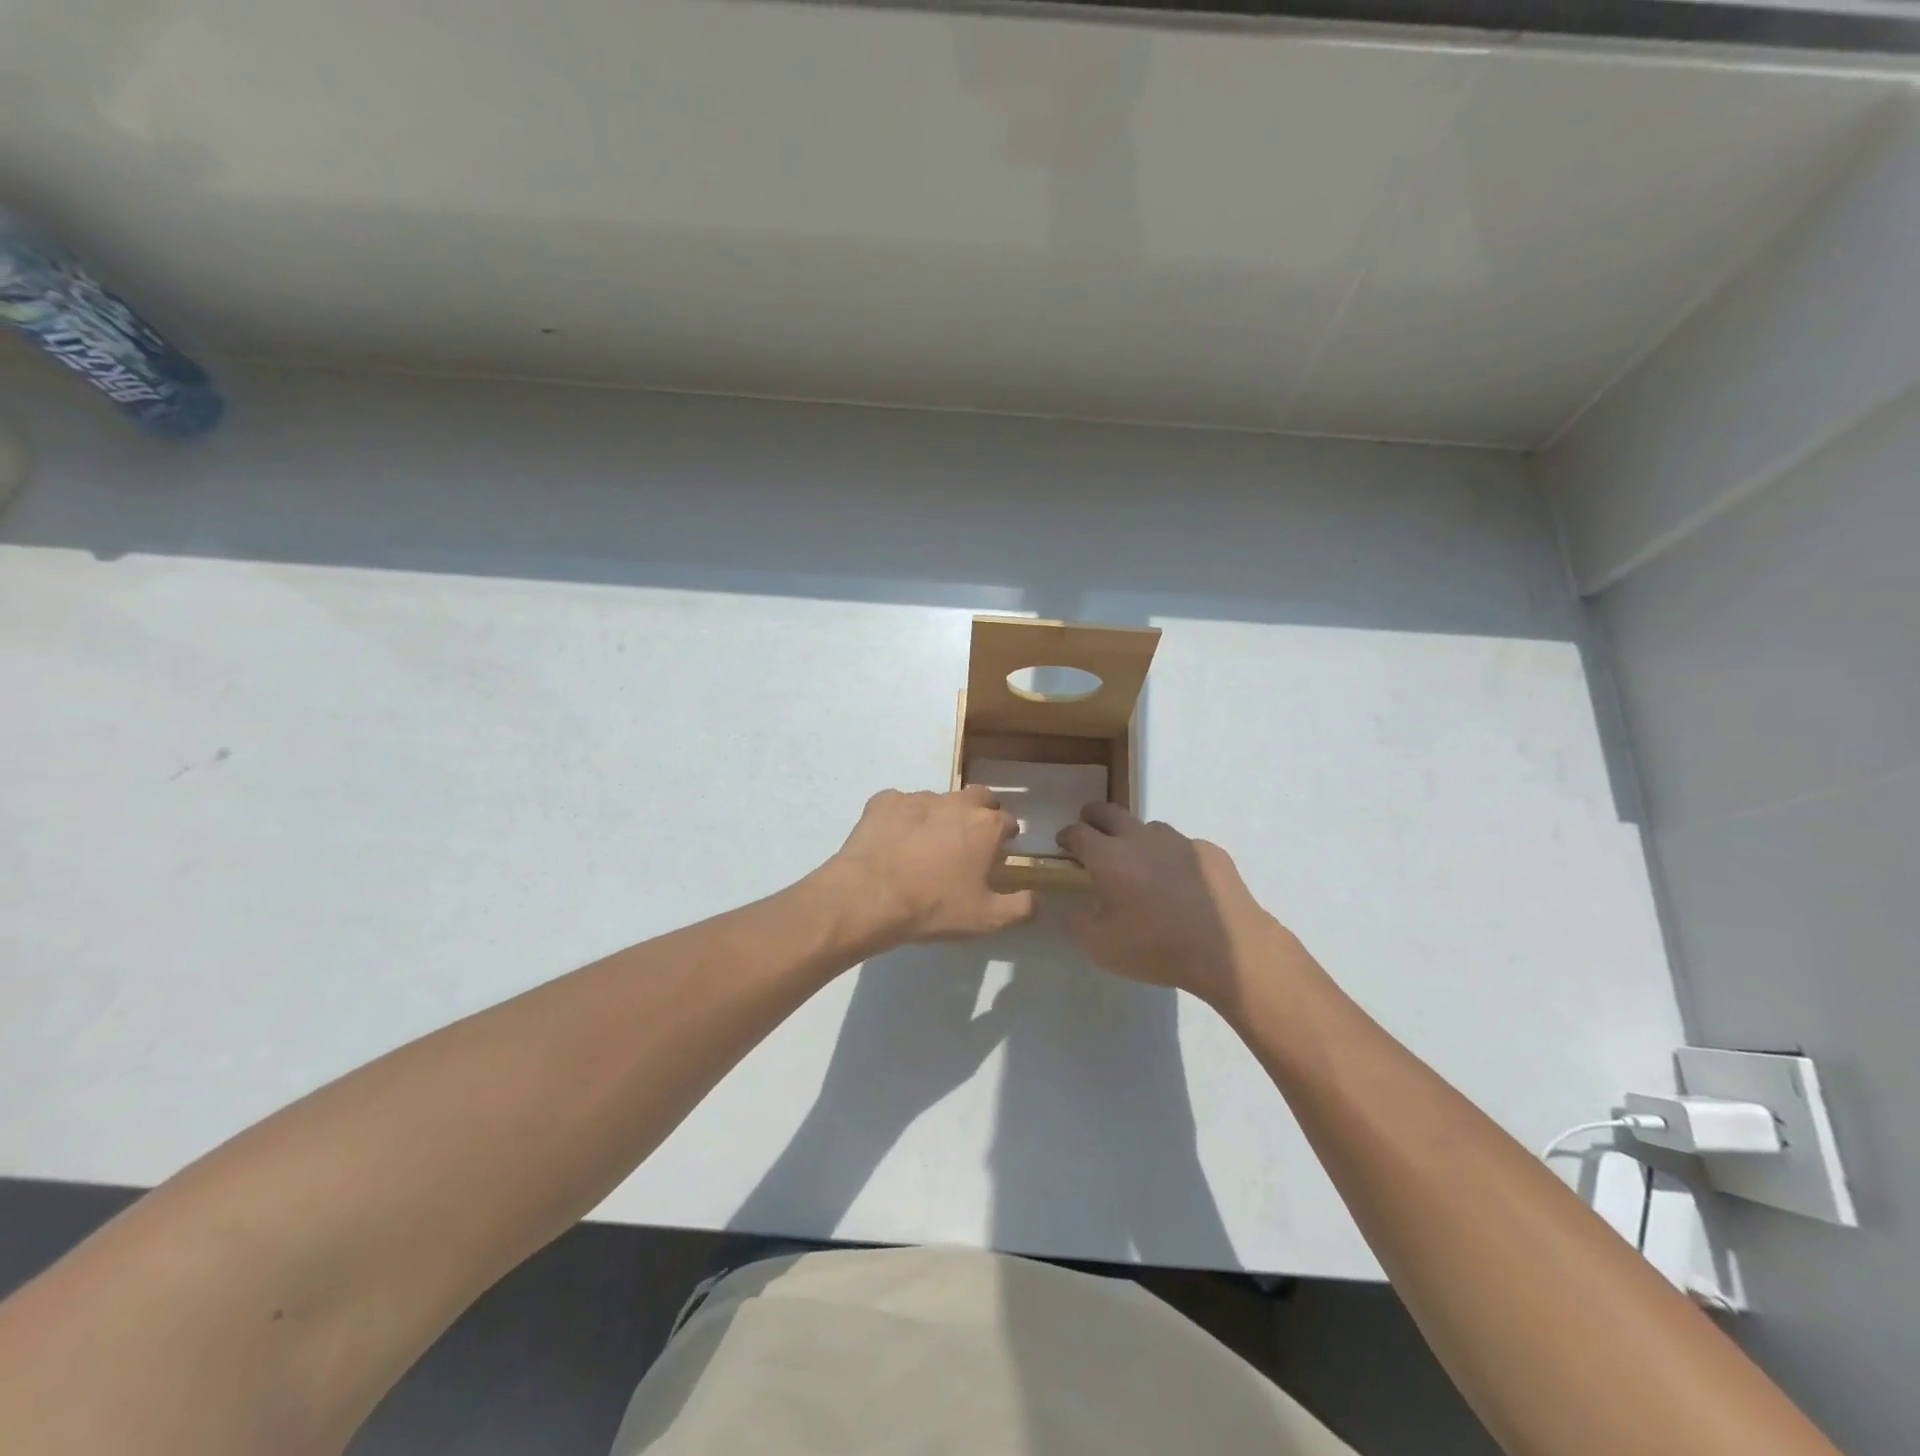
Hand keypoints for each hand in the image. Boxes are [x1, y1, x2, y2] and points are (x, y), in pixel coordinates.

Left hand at [825, 787, 1034, 944]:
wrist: (869, 896)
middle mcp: (956, 802)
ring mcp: (918, 797)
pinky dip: (903, 819)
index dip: (1005, 839)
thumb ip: (1021, 907)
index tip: (996, 857)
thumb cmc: (935, 906)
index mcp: (986, 825)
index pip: (1008, 822)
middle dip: (980, 814)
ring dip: (940, 817)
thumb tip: (1036, 897)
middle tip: (968, 843)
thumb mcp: (987, 918)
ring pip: (939, 801)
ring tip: (926, 848)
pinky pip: (901, 805)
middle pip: (979, 798)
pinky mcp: (884, 801)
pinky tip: (894, 843)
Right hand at [1055, 804, 1303, 1008]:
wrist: (1228, 950)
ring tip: (1140, 863)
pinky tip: (1182, 883)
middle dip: (1093, 816)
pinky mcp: (1210, 852)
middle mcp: (1141, 838)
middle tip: (1090, 829)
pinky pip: (1183, 847)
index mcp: (1109, 857)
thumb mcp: (1100, 947)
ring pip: (1149, 828)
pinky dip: (1173, 858)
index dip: (1067, 835)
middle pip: (1110, 812)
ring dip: (1136, 838)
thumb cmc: (1156, 947)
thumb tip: (1076, 908)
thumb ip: (1078, 922)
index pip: (1078, 832)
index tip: (1064, 844)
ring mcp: (1179, 841)